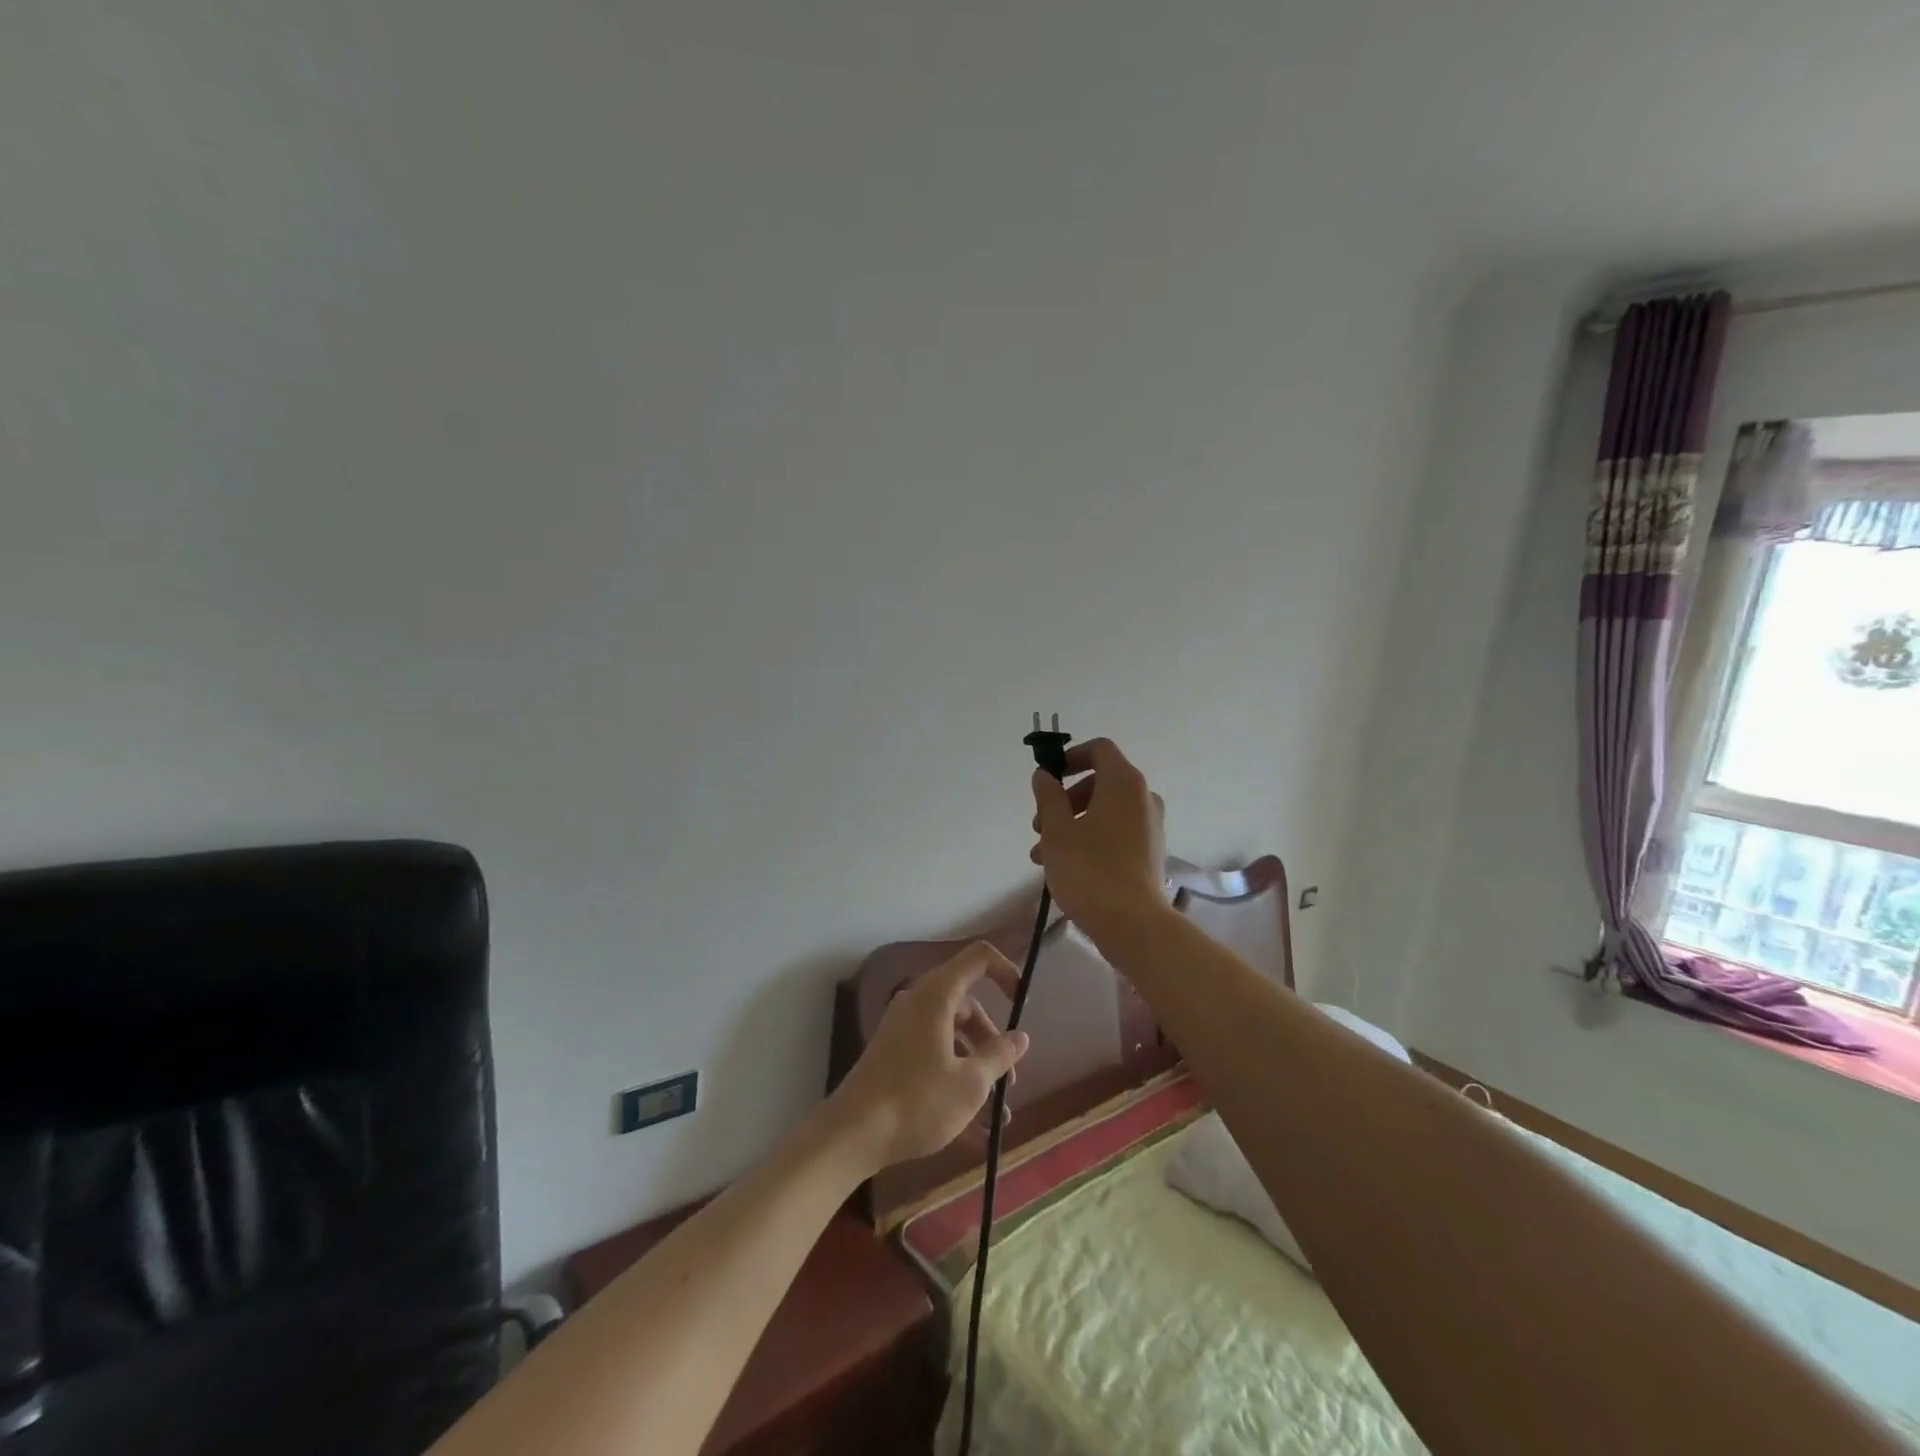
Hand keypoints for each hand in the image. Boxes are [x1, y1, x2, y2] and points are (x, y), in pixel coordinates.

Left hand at [826, 942, 1030, 1170]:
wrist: (852, 1134)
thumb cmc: (917, 1101)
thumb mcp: (970, 1083)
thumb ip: (1000, 1055)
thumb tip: (1020, 1037)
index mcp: (937, 995)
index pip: (979, 958)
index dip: (1007, 971)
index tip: (1023, 1003)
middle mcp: (918, 1002)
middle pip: (968, 1006)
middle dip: (993, 1042)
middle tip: (1009, 1081)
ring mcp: (902, 1028)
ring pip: (952, 1035)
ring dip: (977, 1068)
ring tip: (995, 1115)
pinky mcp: (893, 1054)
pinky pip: (934, 1054)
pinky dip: (954, 1078)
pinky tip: (972, 1127)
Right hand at [1030, 737, 1166, 942]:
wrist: (1132, 923)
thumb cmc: (1089, 869)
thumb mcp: (1057, 830)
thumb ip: (1048, 797)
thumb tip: (1044, 775)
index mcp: (1124, 782)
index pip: (1099, 749)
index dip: (1070, 757)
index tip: (1048, 780)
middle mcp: (1143, 798)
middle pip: (1100, 782)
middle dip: (1065, 800)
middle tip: (1040, 826)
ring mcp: (1151, 826)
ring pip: (1106, 811)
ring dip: (1073, 824)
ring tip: (1043, 855)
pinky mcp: (1150, 852)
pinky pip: (1117, 832)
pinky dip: (1091, 838)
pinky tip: (1066, 867)